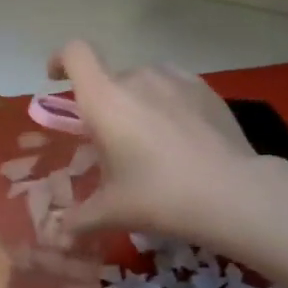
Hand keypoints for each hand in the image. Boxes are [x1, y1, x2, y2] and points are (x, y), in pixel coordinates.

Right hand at [49, 41, 256, 240]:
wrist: (231, 192)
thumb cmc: (159, 196)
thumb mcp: (111, 212)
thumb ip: (78, 219)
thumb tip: (59, 233)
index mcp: (105, 99)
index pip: (75, 54)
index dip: (60, 60)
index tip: (56, 79)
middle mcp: (137, 78)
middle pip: (109, 78)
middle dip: (103, 103)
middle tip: (110, 142)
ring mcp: (176, 79)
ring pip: (144, 82)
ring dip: (136, 102)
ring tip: (148, 139)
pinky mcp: (206, 89)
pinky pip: (174, 88)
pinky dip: (167, 104)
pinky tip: (179, 137)